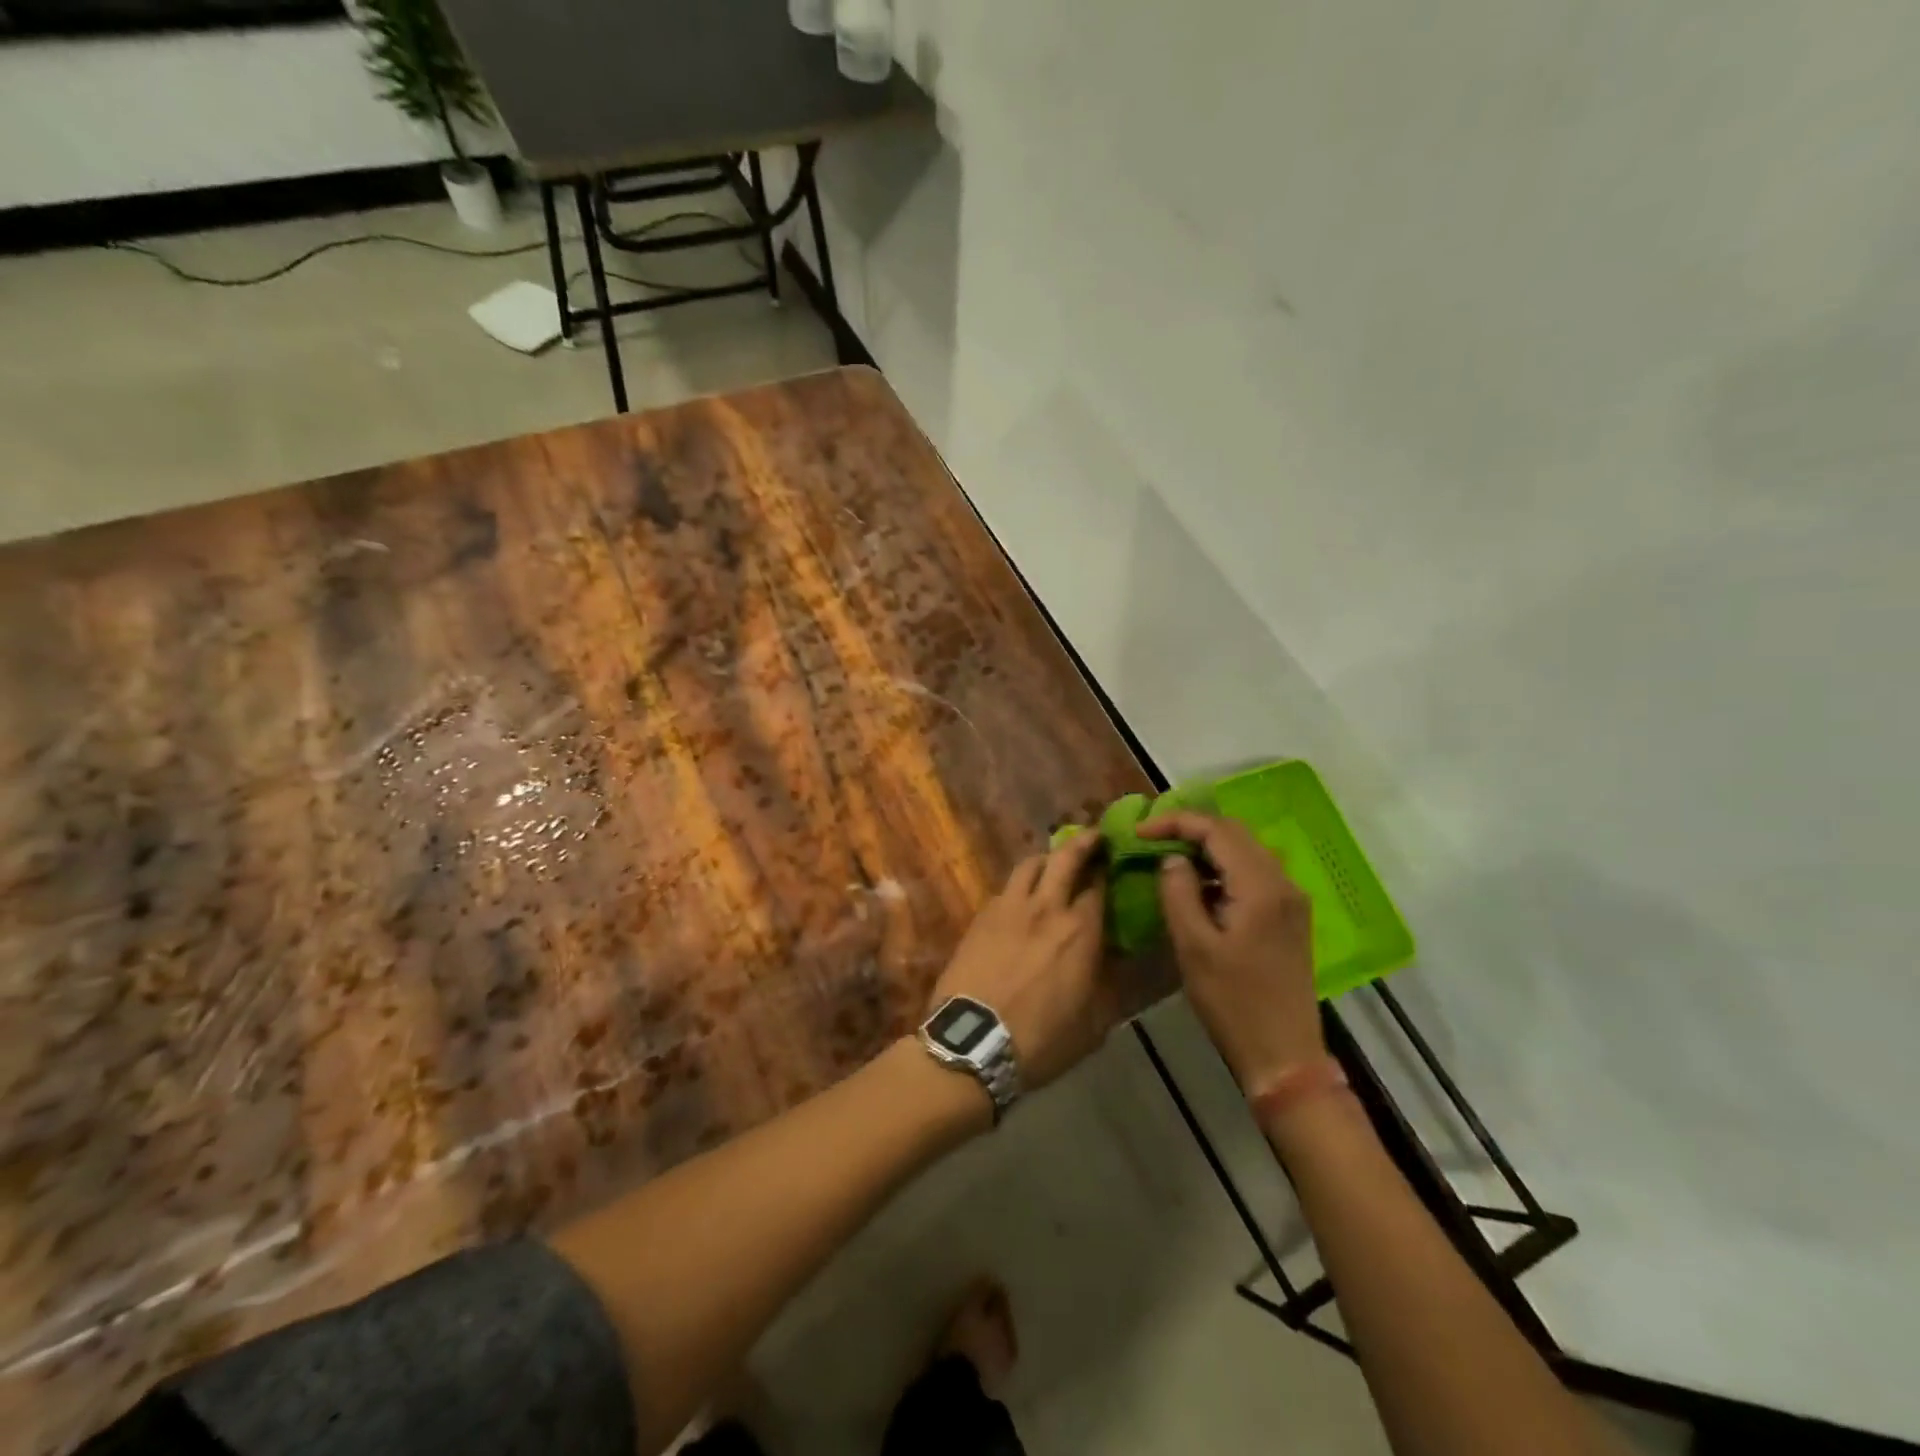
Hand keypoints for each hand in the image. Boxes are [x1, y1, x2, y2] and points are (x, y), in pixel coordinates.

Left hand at [927, 830, 1113, 1091]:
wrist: (973, 1040)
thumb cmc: (1041, 1039)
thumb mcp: (1093, 1024)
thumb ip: (1109, 984)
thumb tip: (1119, 960)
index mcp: (1080, 931)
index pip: (1099, 885)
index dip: (1109, 869)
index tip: (1116, 861)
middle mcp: (1046, 908)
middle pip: (1065, 858)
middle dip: (1083, 843)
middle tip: (1093, 837)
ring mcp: (1009, 907)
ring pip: (1030, 864)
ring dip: (1047, 858)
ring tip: (1053, 863)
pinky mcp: (981, 916)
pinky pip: (1005, 888)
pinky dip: (1019, 885)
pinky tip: (1021, 898)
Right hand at [1136, 811, 1323, 1093]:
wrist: (1284, 1056)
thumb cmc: (1233, 1002)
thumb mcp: (1194, 947)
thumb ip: (1179, 893)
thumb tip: (1172, 859)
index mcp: (1261, 887)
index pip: (1217, 831)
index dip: (1175, 823)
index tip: (1139, 831)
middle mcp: (1283, 883)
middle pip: (1235, 834)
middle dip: (1191, 829)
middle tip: (1152, 838)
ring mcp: (1291, 900)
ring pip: (1246, 851)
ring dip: (1207, 847)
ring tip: (1169, 856)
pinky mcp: (1289, 917)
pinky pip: (1253, 873)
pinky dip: (1223, 868)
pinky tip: (1198, 885)